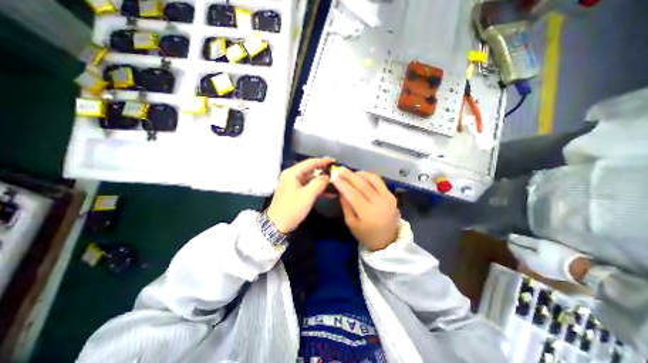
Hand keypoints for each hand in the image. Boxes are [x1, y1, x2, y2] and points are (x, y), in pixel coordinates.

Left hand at [266, 157, 333, 232]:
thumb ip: (319, 183)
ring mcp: (294, 184)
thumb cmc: (291, 209)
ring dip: (322, 182)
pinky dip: (318, 189)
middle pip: (311, 170)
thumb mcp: (307, 195)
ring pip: (311, 179)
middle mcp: (292, 176)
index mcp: (293, 173)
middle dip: (324, 172)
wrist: (277, 225)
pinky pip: (309, 187)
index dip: (323, 161)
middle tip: (337, 174)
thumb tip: (328, 177)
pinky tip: (329, 193)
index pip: (310, 162)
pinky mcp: (296, 192)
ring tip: (335, 184)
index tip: (334, 161)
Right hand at [335, 169, 400, 250]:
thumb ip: (345, 205)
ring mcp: (388, 198)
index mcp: (368, 215)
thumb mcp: (351, 223)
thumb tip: (340, 189)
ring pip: (372, 179)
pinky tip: (360, 176)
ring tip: (349, 173)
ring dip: (359, 174)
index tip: (334, 177)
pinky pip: (378, 181)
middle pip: (363, 185)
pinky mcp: (391, 195)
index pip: (353, 195)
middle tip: (339, 169)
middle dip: (349, 176)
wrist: (387, 239)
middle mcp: (380, 204)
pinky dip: (368, 176)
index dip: (343, 184)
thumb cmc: (366, 234)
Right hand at [509, 234, 590, 281]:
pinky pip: (546, 251)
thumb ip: (518, 251)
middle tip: (513, 245)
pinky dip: (540, 253)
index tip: (505, 239)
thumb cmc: (552, 264)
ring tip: (525, 251)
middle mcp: (544, 242)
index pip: (519, 239)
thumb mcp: (531, 259)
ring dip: (531, 248)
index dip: (512, 240)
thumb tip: (508, 245)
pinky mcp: (564, 254)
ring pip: (537, 246)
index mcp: (535, 242)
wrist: (583, 271)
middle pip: (528, 242)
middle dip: (521, 243)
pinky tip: (539, 256)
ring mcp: (555, 248)